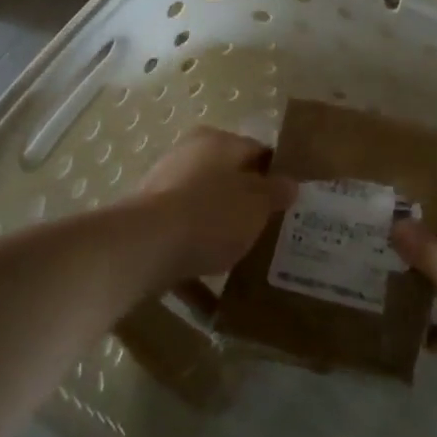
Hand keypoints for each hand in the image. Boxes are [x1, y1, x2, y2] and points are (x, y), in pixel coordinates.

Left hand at [130, 127, 295, 289]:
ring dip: (222, 232)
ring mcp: (164, 188)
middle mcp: (188, 156)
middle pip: (228, 179)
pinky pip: (183, 238)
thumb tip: (290, 183)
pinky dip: (197, 259)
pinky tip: (213, 294)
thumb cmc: (210, 215)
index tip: (291, 202)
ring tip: (245, 261)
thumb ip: (276, 192)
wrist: (145, 247)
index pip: (256, 151)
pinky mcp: (149, 222)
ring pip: (204, 209)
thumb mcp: (256, 204)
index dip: (276, 175)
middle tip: (271, 231)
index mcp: (217, 142)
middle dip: (247, 204)